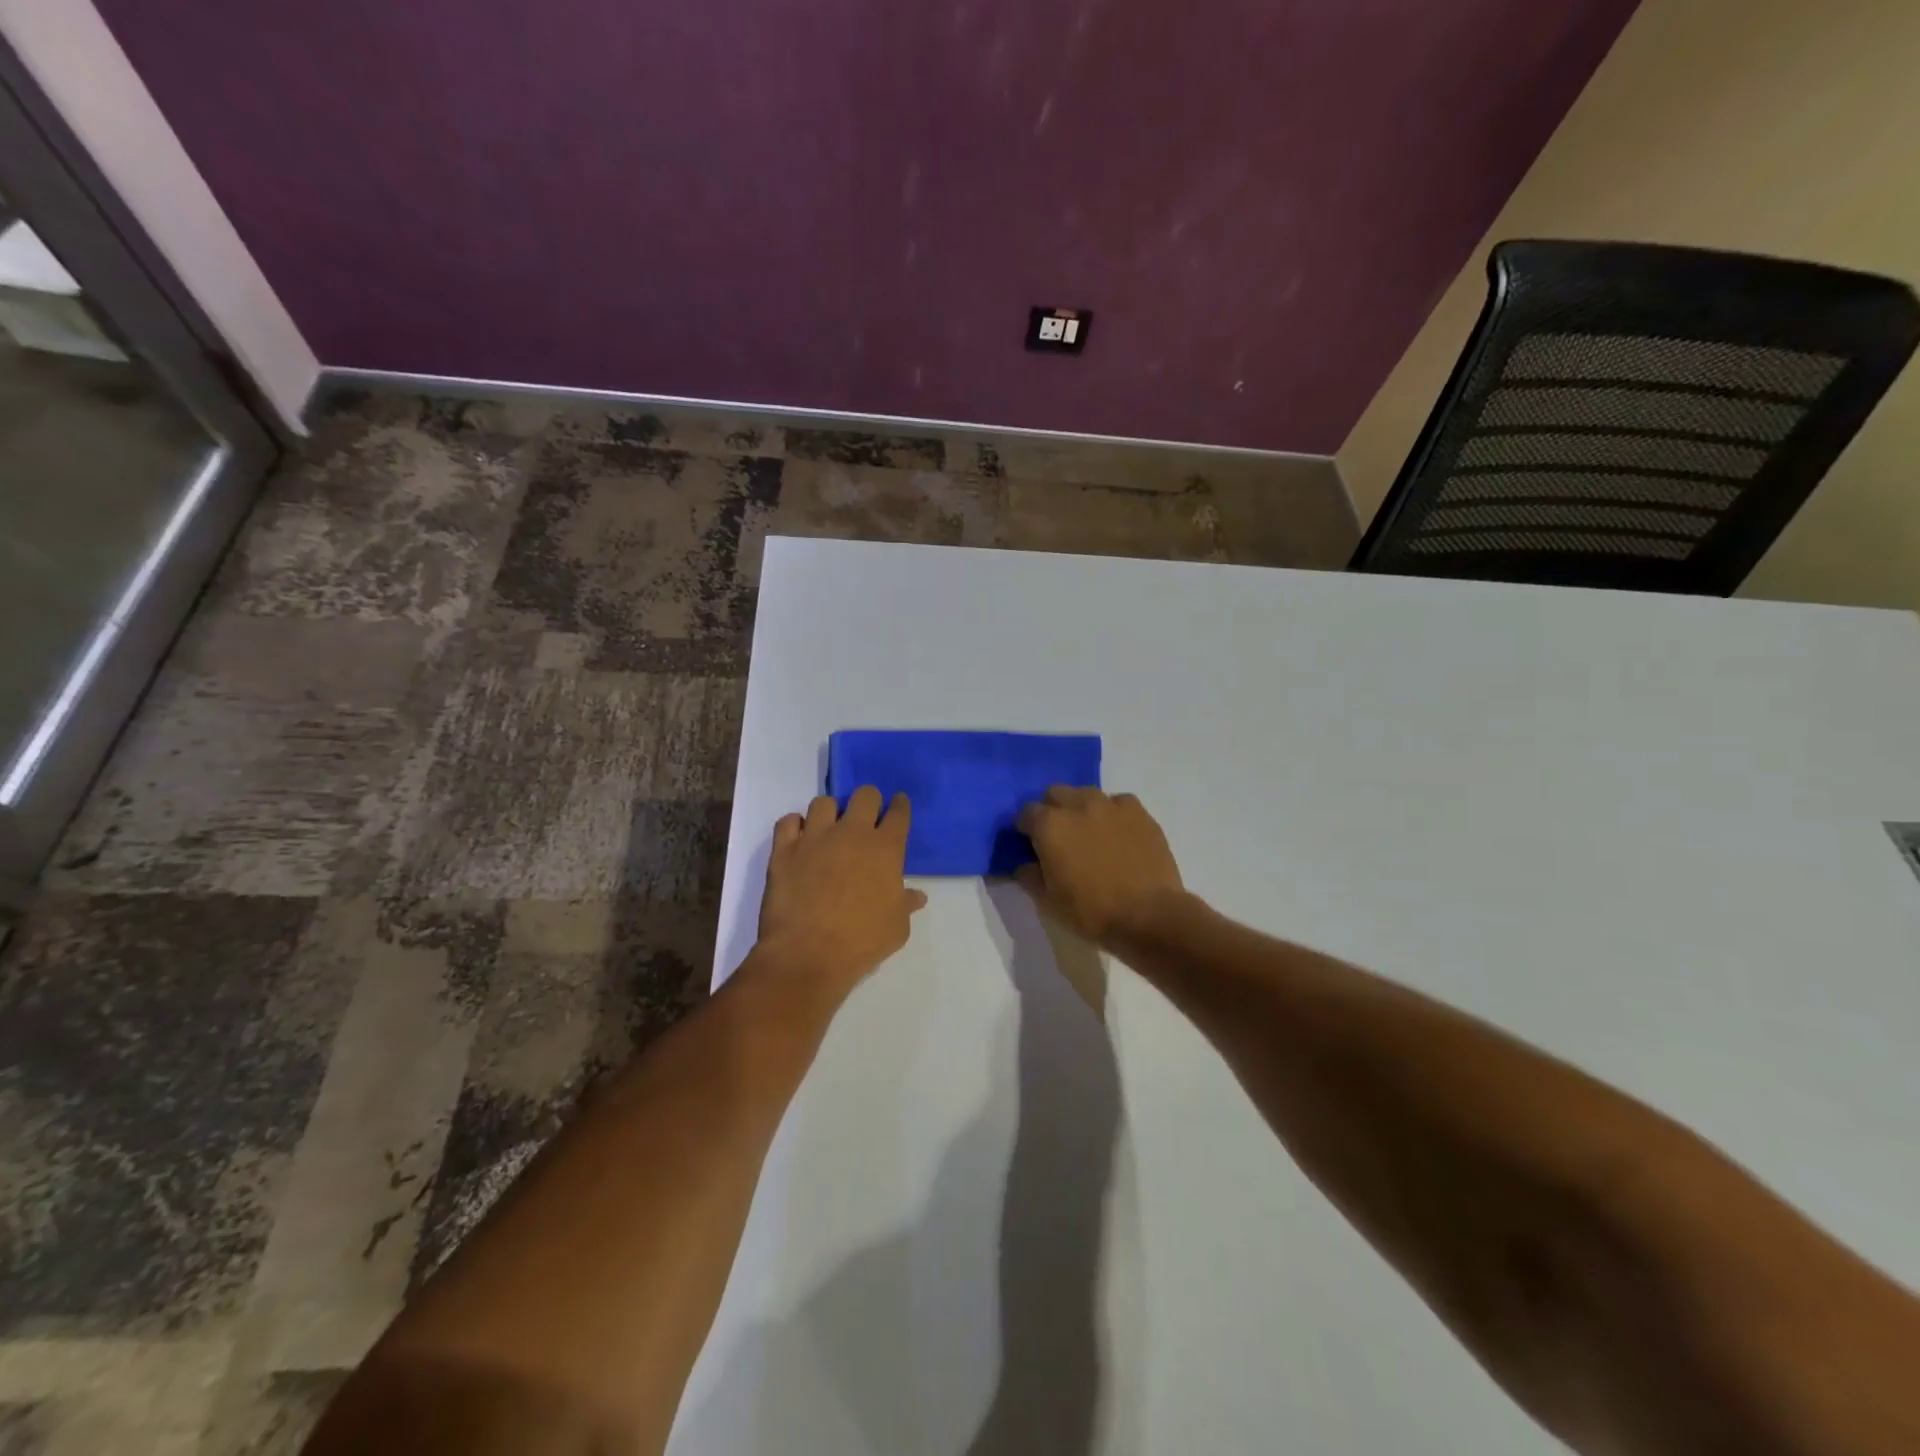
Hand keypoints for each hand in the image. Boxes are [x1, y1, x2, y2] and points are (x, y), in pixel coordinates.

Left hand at [755, 786, 927, 997]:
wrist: (808, 954)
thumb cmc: (862, 942)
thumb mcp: (897, 928)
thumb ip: (906, 904)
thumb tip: (916, 896)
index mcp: (886, 849)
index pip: (899, 814)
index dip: (900, 806)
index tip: (898, 805)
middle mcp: (852, 833)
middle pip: (864, 795)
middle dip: (869, 801)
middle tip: (866, 817)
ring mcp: (815, 838)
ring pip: (823, 802)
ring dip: (830, 813)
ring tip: (828, 829)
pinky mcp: (784, 850)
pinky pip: (787, 821)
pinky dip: (794, 826)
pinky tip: (798, 839)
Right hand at [1016, 787, 1185, 944]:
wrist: (1149, 915)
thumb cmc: (1091, 911)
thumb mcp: (1047, 901)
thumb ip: (1029, 876)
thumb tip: (1024, 864)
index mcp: (1050, 825)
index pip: (1026, 813)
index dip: (1026, 829)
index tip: (1031, 846)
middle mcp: (1078, 804)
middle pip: (1055, 794)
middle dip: (1052, 810)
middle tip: (1059, 838)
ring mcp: (1111, 805)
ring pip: (1087, 794)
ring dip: (1081, 808)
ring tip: (1090, 834)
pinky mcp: (1139, 812)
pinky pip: (1118, 803)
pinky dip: (1113, 814)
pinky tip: (1118, 835)